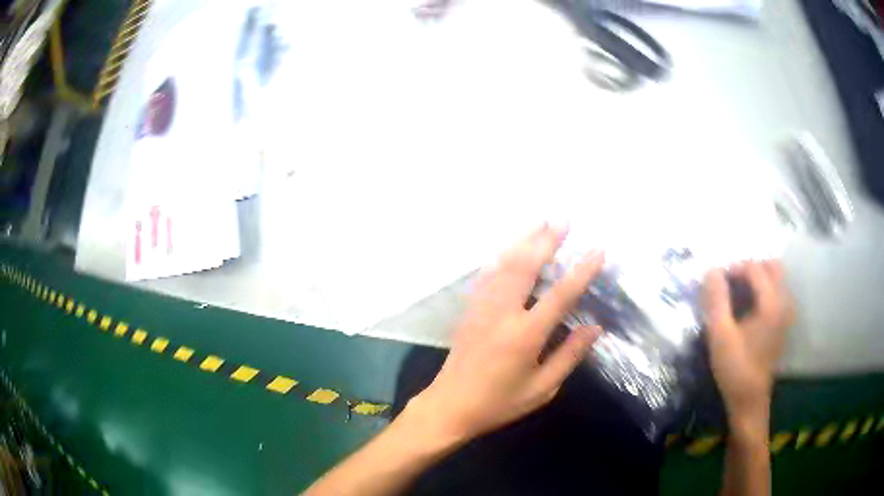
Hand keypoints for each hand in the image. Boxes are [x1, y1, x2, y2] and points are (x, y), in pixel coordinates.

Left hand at [406, 224, 604, 443]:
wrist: (450, 406)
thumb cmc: (499, 403)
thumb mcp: (541, 389)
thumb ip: (568, 356)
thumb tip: (594, 328)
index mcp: (525, 335)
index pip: (560, 295)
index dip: (582, 271)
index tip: (597, 250)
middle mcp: (502, 313)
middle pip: (526, 266)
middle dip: (547, 240)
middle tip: (564, 220)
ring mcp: (482, 308)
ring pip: (504, 264)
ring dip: (524, 240)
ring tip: (541, 221)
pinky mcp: (469, 309)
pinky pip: (487, 275)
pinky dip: (502, 256)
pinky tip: (510, 247)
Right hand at [702, 261, 794, 436]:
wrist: (749, 400)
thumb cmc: (735, 368)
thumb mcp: (720, 334)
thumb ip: (716, 299)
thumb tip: (711, 269)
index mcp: (771, 303)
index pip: (754, 268)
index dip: (734, 268)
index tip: (716, 281)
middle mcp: (784, 302)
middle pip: (771, 266)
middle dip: (750, 267)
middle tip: (730, 282)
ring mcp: (786, 313)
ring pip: (776, 278)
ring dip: (757, 277)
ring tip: (738, 292)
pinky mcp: (784, 323)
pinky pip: (777, 292)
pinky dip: (764, 289)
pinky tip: (749, 306)